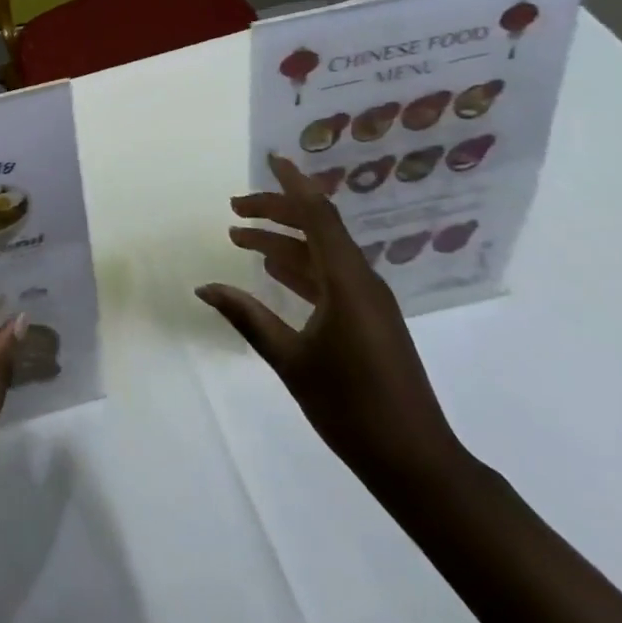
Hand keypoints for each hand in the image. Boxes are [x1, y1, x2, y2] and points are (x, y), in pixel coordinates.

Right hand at [197, 152, 461, 484]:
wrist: (417, 464)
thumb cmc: (353, 408)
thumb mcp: (291, 361)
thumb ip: (247, 317)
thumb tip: (204, 286)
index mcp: (347, 281)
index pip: (318, 215)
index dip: (292, 183)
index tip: (270, 158)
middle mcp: (361, 280)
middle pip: (317, 227)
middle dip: (275, 211)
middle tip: (234, 209)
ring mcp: (368, 300)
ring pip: (321, 252)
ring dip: (283, 241)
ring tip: (240, 238)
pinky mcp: (369, 319)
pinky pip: (329, 275)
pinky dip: (298, 266)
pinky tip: (273, 273)